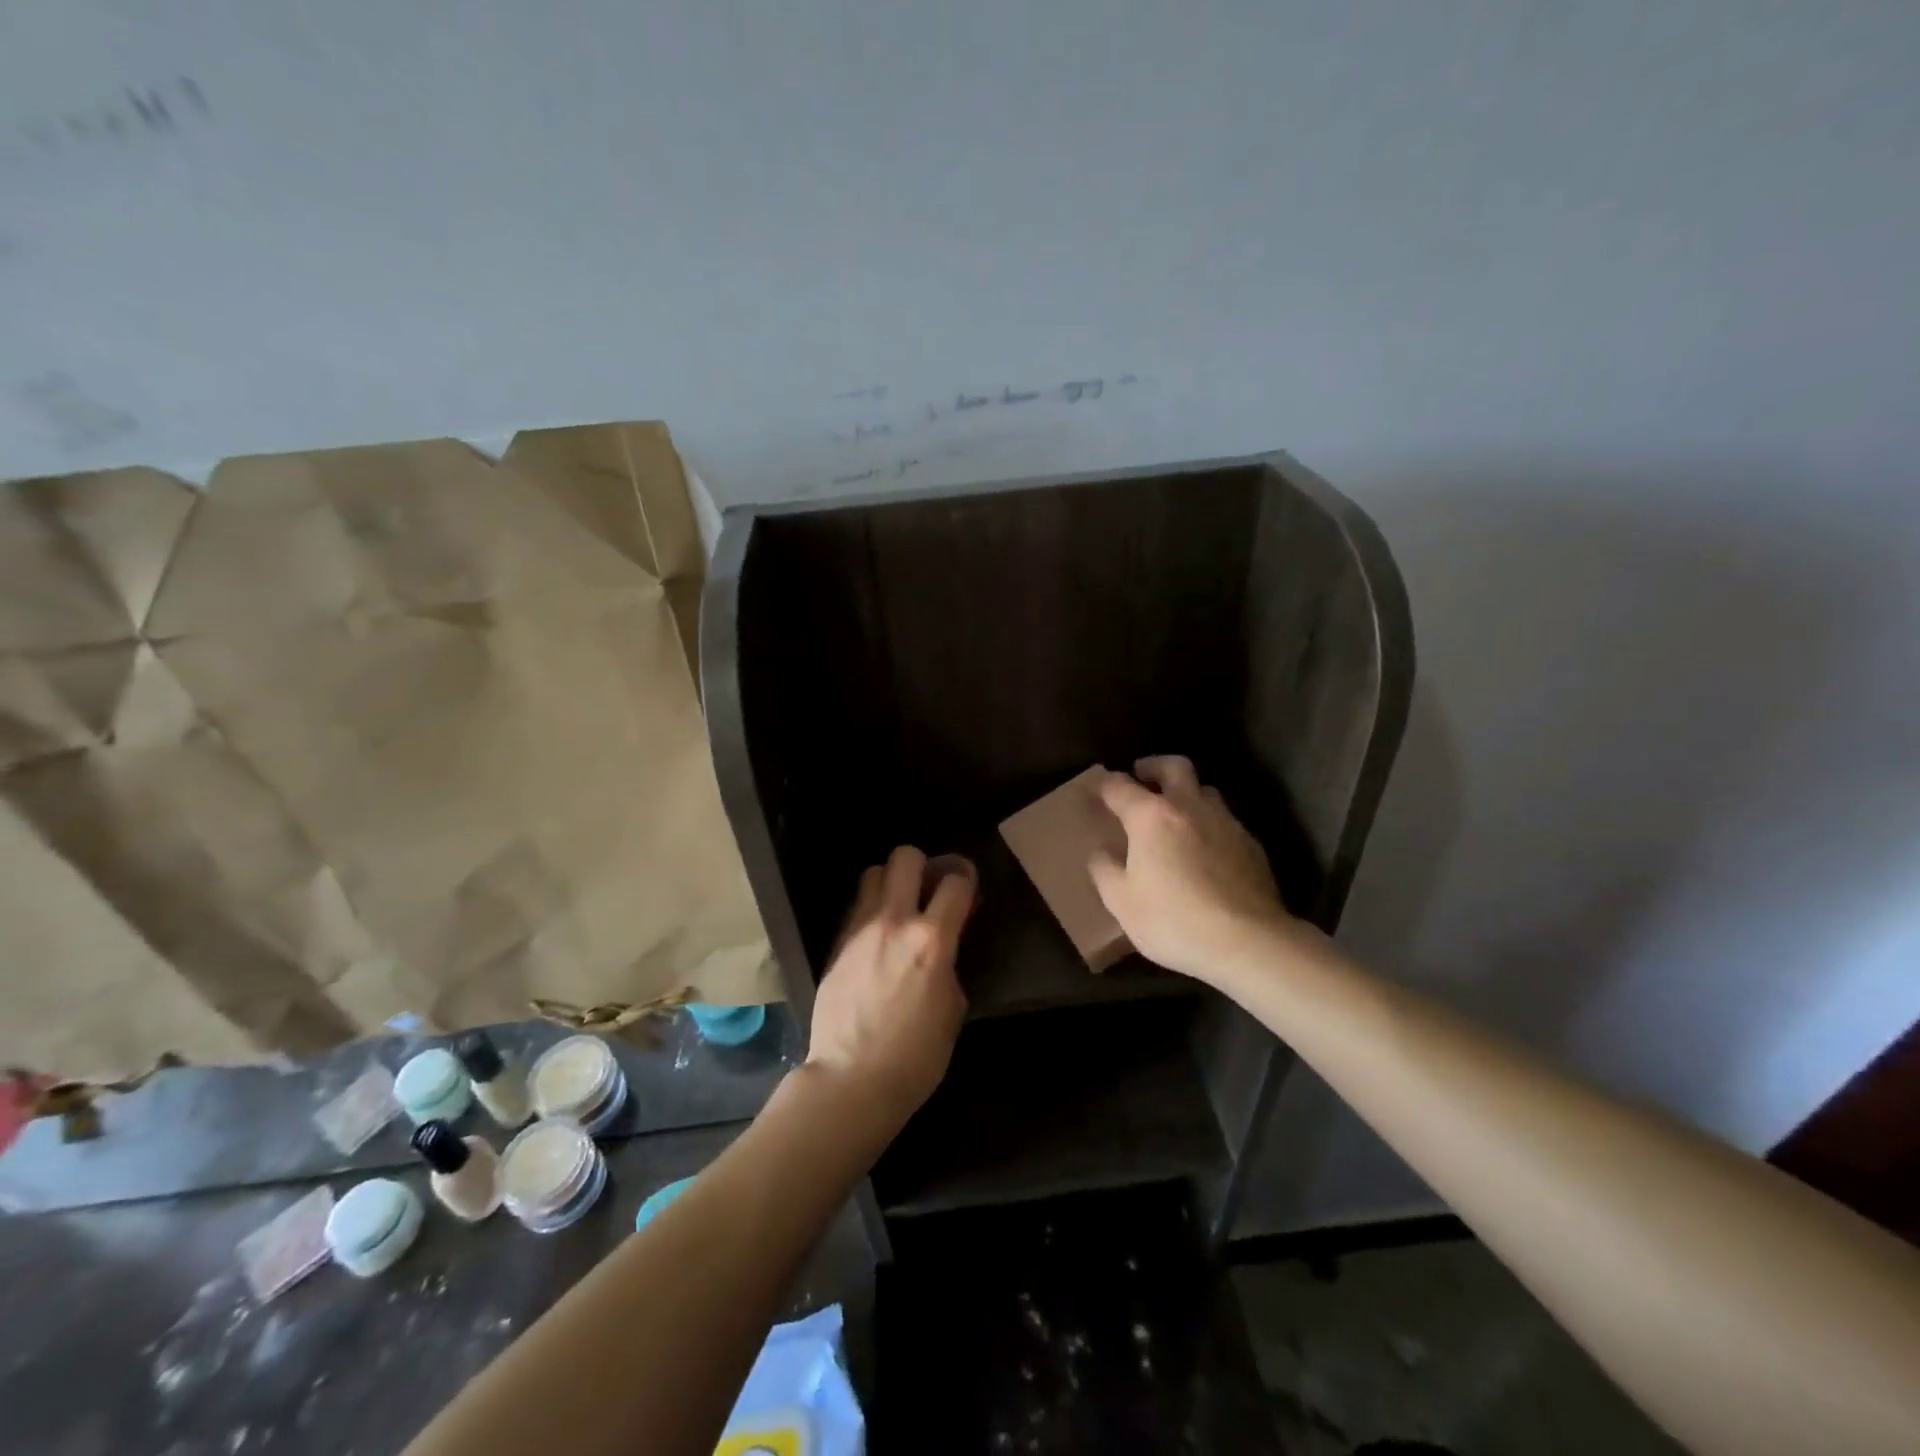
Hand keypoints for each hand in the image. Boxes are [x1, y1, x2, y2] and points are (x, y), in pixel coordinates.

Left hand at [805, 847, 975, 1132]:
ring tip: (898, 907)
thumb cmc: (915, 1057)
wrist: (851, 1080)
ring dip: (891, 882)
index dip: (966, 879)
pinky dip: (871, 908)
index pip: (955, 882)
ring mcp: (860, 929)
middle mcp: (894, 921)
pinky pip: (856, 905)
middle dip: (922, 865)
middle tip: (928, 889)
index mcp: (932, 940)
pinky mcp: (836, 943)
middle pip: (905, 857)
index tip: (967, 890)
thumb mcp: (952, 1009)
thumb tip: (945, 947)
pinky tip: (877, 935)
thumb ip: (949, 964)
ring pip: (873, 872)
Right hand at [1089, 756, 1305, 986]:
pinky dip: (1208, 824)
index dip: (1104, 785)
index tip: (1095, 790)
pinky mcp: (1251, 845)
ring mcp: (1225, 823)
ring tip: (1176, 815)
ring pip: (1205, 791)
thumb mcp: (1122, 902)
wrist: (1248, 942)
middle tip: (1142, 776)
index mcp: (1151, 816)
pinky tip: (1205, 850)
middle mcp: (1189, 807)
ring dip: (1187, 794)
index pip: (1120, 786)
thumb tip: (1101, 852)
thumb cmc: (1173, 920)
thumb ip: (1105, 870)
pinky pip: (1225, 821)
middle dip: (1154, 766)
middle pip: (1174, 767)